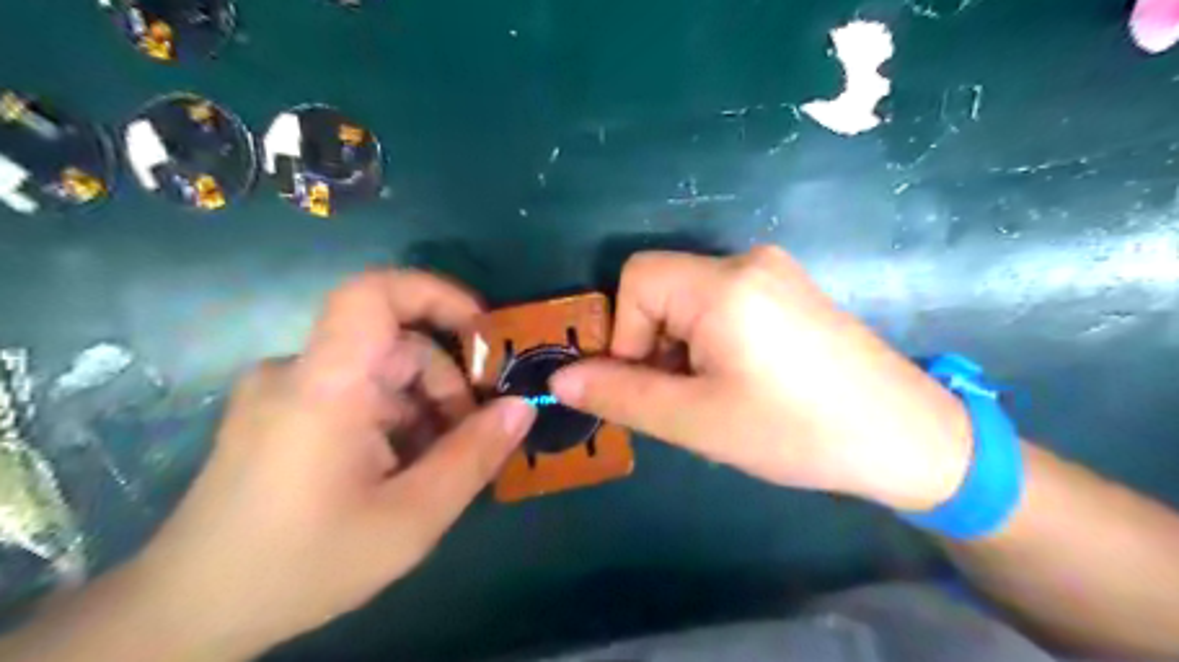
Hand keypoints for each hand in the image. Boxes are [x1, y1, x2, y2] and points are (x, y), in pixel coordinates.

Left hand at [118, 271, 534, 658]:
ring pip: (380, 371)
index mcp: (324, 385)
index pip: (373, 293)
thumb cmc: (302, 564)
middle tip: (472, 437)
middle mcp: (297, 371)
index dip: (435, 293)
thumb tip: (522, 407)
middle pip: (394, 344)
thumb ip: (473, 456)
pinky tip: (401, 467)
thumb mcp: (410, 519)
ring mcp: (284, 390)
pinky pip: (355, 392)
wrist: (190, 614)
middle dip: (447, 384)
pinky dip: (393, 417)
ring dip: (423, 406)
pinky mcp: (280, 411)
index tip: (483, 331)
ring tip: (437, 464)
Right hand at [554, 247, 977, 511]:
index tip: (650, 383)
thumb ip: (622, 395)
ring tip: (713, 395)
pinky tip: (740, 379)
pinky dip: (710, 339)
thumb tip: (561, 379)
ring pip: (691, 299)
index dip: (625, 332)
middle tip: (682, 398)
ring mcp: (774, 272)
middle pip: (663, 287)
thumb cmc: (796, 431)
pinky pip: (724, 303)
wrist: (908, 439)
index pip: (636, 279)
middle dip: (654, 343)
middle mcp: (747, 261)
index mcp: (723, 285)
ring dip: (681, 345)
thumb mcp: (697, 420)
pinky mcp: (790, 290)